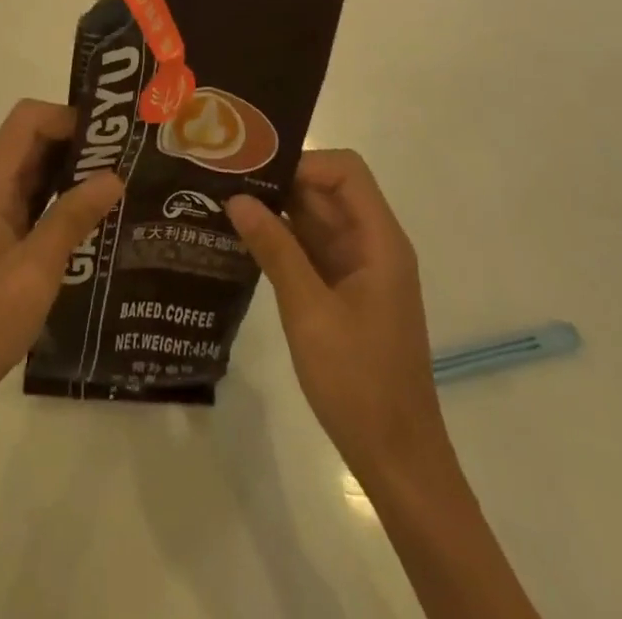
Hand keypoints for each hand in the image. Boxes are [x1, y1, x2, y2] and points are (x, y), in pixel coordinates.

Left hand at [0, 100, 122, 429]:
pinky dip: (65, 202)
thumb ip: (72, 218)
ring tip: (124, 187)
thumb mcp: (34, 271)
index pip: (28, 119)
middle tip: (130, 161)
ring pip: (37, 172)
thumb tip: (114, 175)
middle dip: (79, 143)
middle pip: (34, 140)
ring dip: (75, 173)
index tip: (112, 139)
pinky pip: (36, 203)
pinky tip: (98, 223)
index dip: (69, 118)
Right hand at [226, 150, 447, 482]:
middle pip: (327, 190)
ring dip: (276, 209)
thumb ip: (274, 250)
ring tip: (224, 202)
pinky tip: (242, 239)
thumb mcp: (309, 311)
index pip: (345, 172)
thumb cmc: (359, 382)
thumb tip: (236, 198)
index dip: (303, 163)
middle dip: (280, 181)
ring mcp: (357, 268)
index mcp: (379, 242)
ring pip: (315, 217)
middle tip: (226, 180)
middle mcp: (371, 245)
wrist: (397, 459)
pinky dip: (280, 238)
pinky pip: (310, 247)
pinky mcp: (343, 290)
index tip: (257, 175)